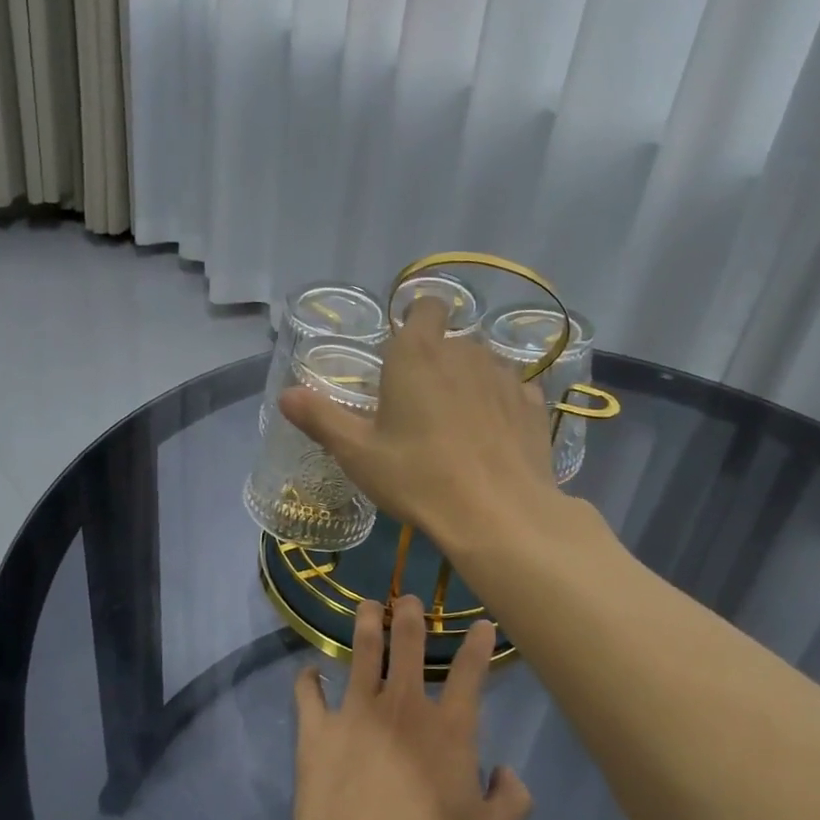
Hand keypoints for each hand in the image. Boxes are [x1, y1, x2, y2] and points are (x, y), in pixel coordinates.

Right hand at [279, 297, 559, 550]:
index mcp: (418, 353)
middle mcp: (465, 351)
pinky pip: (511, 393)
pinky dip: (498, 407)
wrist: (498, 514)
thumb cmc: (418, 477)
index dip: (416, 320)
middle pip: (451, 341)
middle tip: (418, 408)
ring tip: (456, 428)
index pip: (425, 305)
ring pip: (482, 366)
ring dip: (468, 384)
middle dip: (436, 363)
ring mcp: (505, 376)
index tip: (403, 352)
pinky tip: (490, 440)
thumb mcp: (357, 453)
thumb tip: (286, 394)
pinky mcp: (534, 405)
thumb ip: (321, 418)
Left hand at [289, 598, 532, 819]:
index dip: (478, 643)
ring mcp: (356, 711)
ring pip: (362, 652)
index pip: (471, 672)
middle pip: (408, 643)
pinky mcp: (318, 728)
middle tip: (406, 598)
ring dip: (365, 624)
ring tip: (367, 606)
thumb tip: (508, 774)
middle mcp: (403, 705)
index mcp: (449, 727)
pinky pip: (308, 693)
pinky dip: (307, 680)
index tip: (481, 623)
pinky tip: (309, 672)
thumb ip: (511, 800)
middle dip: (409, 613)